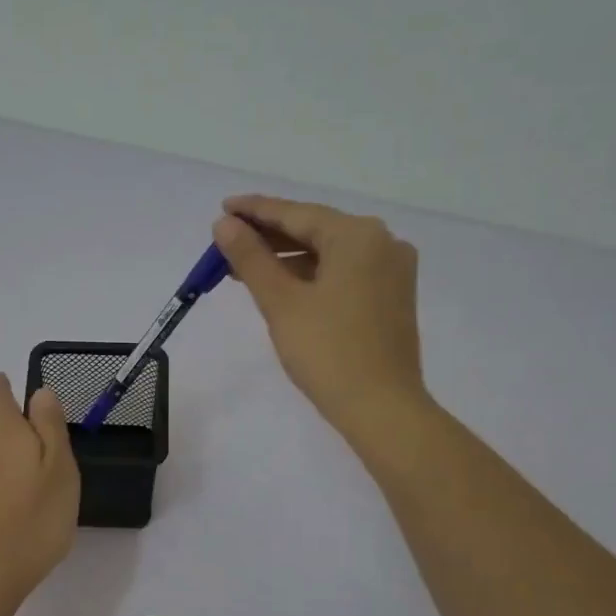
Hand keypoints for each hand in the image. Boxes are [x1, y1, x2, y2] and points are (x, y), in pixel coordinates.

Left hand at [0, 374, 80, 603]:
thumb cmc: (34, 519)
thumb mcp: (59, 468)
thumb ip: (50, 426)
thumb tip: (40, 392)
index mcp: (3, 433)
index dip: (2, 386)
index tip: (10, 383)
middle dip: (10, 425)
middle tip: (40, 443)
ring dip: (4, 455)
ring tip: (31, 477)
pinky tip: (13, 503)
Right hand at [213, 194, 429, 447]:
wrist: (381, 408)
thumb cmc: (327, 352)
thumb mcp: (281, 302)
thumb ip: (251, 258)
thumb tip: (225, 224)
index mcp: (358, 236)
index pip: (296, 214)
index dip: (255, 211)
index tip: (223, 207)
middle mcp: (382, 243)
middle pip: (315, 230)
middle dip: (269, 237)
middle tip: (227, 241)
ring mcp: (392, 271)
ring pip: (329, 253)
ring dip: (288, 259)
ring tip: (245, 268)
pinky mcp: (391, 296)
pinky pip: (344, 272)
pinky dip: (311, 275)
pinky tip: (283, 286)